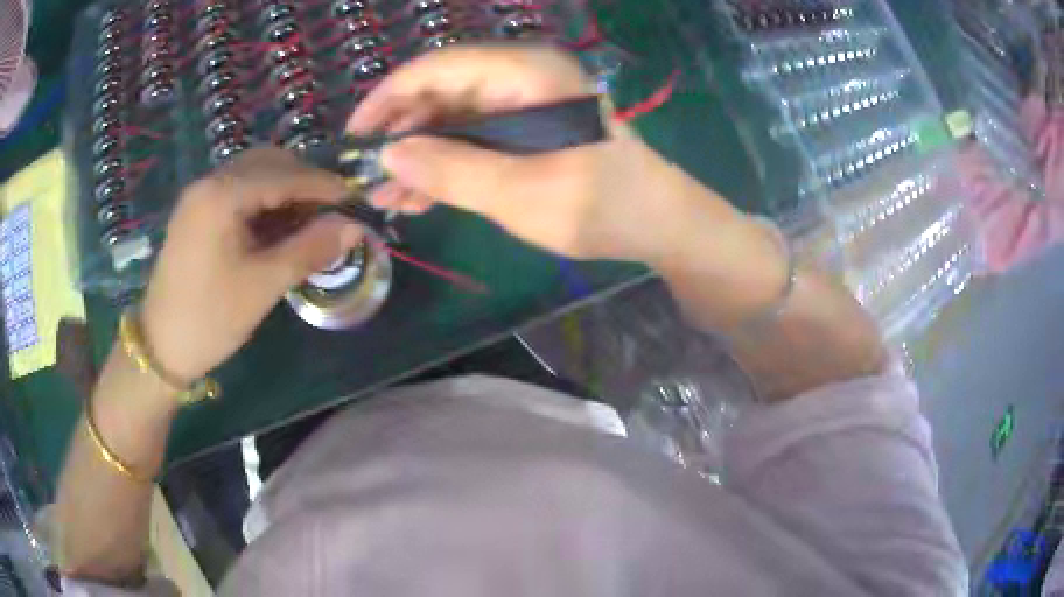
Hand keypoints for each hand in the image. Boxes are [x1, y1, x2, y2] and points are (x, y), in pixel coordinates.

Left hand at [140, 148, 362, 382]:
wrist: (160, 348)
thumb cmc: (211, 319)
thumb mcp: (263, 286)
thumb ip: (310, 249)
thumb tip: (354, 226)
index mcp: (222, 195)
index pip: (285, 175)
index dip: (324, 185)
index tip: (357, 199)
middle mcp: (209, 182)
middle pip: (268, 163)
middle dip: (305, 181)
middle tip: (333, 210)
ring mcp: (200, 196)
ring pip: (253, 174)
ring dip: (285, 189)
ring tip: (310, 219)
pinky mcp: (196, 212)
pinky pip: (238, 191)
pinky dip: (264, 200)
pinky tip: (278, 225)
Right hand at [347, 45, 725, 262]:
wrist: (659, 224)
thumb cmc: (603, 205)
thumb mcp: (522, 193)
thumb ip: (451, 171)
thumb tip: (388, 155)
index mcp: (527, 73)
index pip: (439, 67)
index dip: (389, 97)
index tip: (355, 135)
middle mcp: (522, 77)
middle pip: (442, 90)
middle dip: (401, 132)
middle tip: (368, 174)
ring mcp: (525, 103)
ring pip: (453, 118)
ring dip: (419, 154)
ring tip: (388, 196)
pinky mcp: (527, 129)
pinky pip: (473, 138)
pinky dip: (445, 164)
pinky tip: (419, 196)